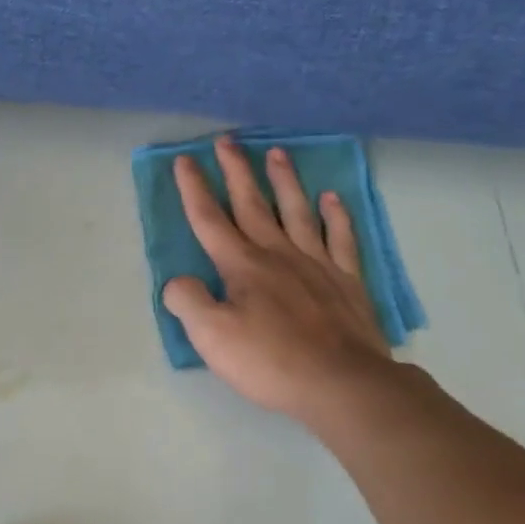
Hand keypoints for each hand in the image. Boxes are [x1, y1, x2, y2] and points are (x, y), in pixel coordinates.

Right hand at [161, 135, 397, 422]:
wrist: (342, 383)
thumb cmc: (270, 361)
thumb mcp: (211, 337)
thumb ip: (188, 302)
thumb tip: (177, 282)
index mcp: (242, 266)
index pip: (210, 220)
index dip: (194, 189)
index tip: (184, 160)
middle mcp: (278, 254)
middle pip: (252, 204)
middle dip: (236, 171)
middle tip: (226, 140)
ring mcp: (317, 264)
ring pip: (297, 211)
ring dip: (284, 180)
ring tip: (277, 152)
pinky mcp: (346, 281)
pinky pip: (341, 238)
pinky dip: (336, 215)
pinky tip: (331, 198)